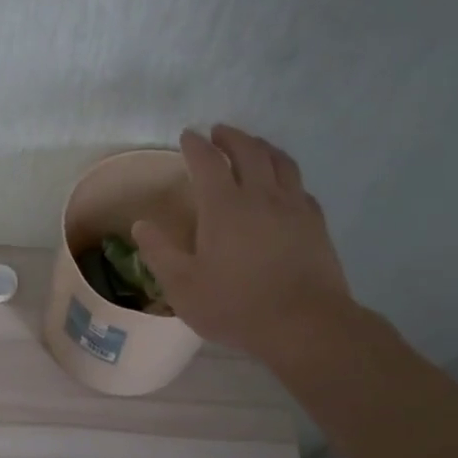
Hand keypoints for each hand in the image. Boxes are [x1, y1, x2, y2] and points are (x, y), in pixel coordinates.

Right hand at [131, 125, 353, 360]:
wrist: (305, 325)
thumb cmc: (236, 306)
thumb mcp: (183, 286)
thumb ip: (159, 252)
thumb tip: (141, 225)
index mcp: (224, 207)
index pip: (207, 162)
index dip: (196, 145)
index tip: (187, 135)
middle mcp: (261, 196)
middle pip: (248, 151)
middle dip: (231, 137)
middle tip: (218, 132)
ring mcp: (293, 208)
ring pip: (280, 162)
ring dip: (262, 147)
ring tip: (252, 146)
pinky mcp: (316, 224)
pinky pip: (300, 187)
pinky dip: (286, 176)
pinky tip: (283, 186)